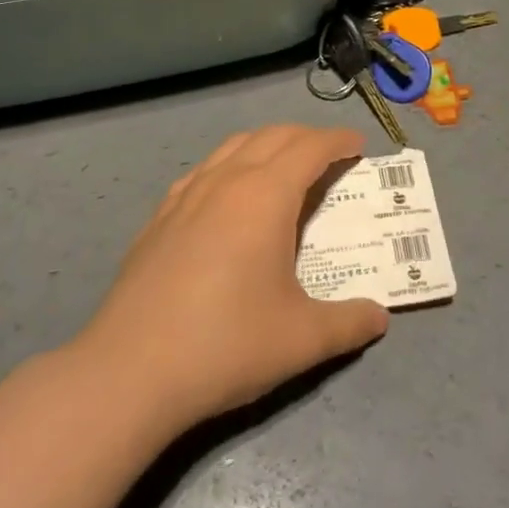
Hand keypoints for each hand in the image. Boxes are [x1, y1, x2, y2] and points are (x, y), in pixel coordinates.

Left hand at [79, 125, 389, 430]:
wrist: (129, 371)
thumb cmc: (226, 344)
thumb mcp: (302, 340)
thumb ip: (349, 323)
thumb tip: (379, 317)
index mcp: (266, 195)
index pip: (311, 147)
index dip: (339, 141)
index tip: (359, 145)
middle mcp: (227, 180)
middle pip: (274, 136)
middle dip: (307, 138)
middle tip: (330, 157)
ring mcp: (187, 194)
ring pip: (235, 146)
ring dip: (267, 145)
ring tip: (284, 168)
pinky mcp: (160, 216)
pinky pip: (205, 170)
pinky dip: (231, 165)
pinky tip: (229, 196)